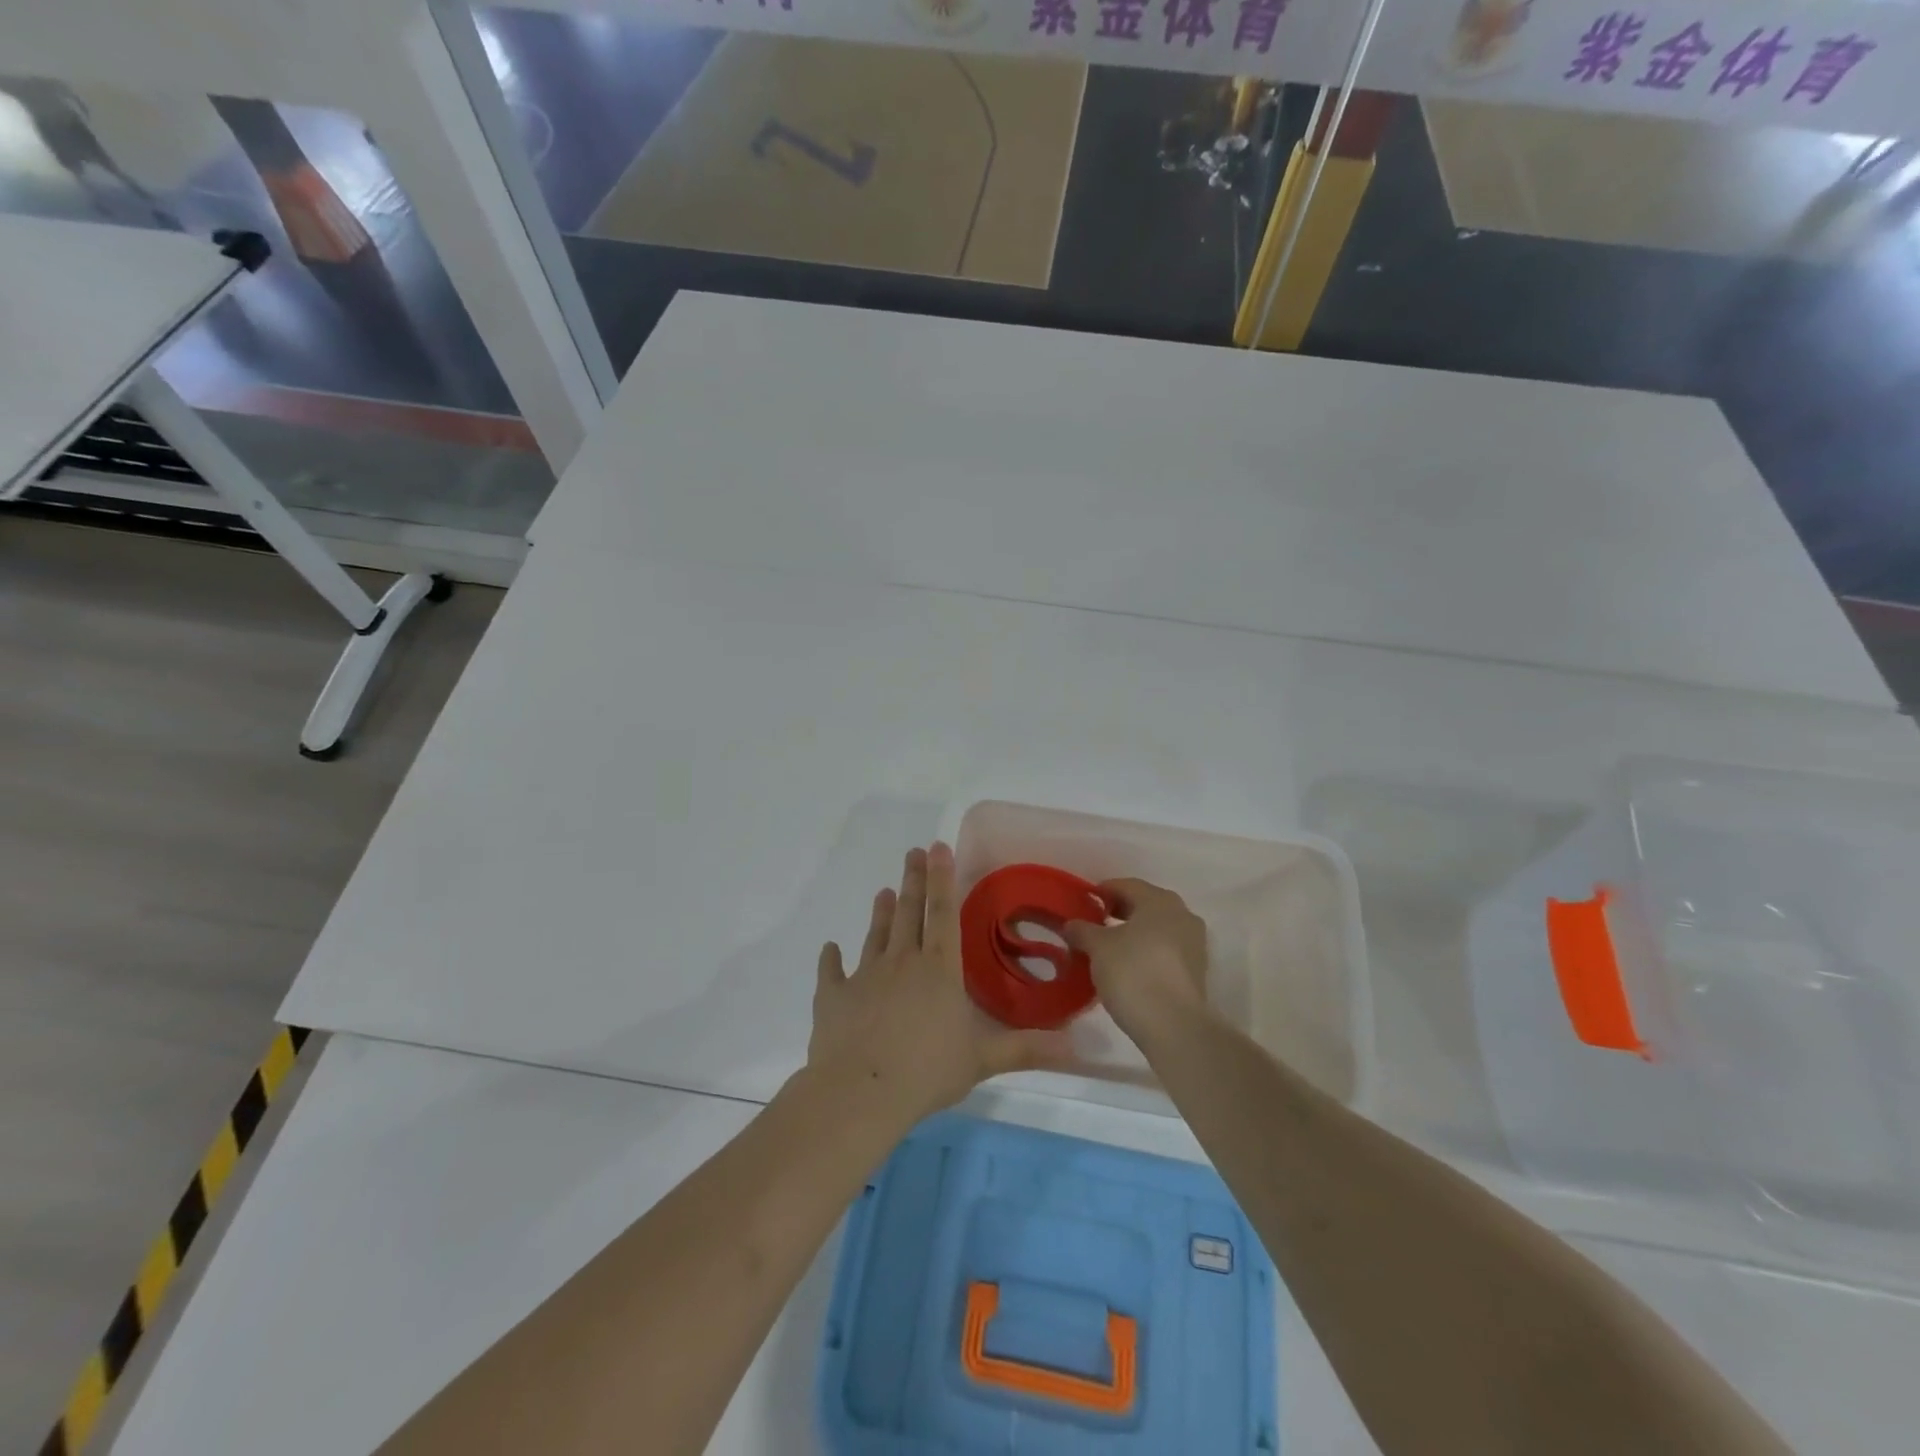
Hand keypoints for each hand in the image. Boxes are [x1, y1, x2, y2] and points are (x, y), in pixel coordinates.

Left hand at [809, 844, 1070, 1124]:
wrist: (860, 1093)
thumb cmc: (927, 1072)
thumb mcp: (982, 1061)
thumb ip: (1025, 1049)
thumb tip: (1075, 1047)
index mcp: (938, 969)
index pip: (943, 913)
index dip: (942, 878)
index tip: (938, 847)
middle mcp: (902, 962)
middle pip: (909, 912)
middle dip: (913, 880)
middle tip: (913, 852)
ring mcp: (864, 976)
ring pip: (875, 935)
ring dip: (881, 913)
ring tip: (884, 891)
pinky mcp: (832, 997)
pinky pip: (831, 972)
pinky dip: (831, 959)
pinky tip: (830, 948)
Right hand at [1063, 878, 1209, 1041]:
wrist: (1174, 1025)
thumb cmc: (1133, 973)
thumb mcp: (1098, 948)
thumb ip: (1083, 930)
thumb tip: (1072, 924)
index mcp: (1159, 900)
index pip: (1126, 885)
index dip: (1102, 892)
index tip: (1083, 903)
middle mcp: (1182, 914)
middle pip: (1144, 905)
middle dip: (1119, 912)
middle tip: (1094, 925)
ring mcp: (1194, 943)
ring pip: (1156, 929)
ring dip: (1133, 934)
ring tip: (1108, 949)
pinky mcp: (1196, 971)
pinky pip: (1165, 950)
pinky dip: (1146, 952)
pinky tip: (1128, 967)